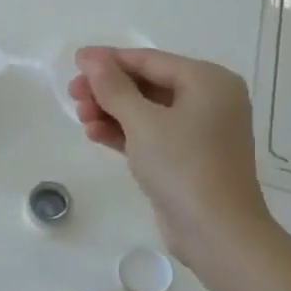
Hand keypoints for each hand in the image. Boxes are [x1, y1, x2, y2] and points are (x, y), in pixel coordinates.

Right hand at [69, 47, 276, 270]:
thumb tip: (90, 57)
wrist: (217, 233)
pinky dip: (125, 133)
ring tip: (81, 118)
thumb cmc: (183, 166)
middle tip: (73, 95)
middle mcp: (209, 100)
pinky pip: (151, 134)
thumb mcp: (142, 121)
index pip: (150, 60)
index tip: (74, 62)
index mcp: (208, 81)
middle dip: (108, 90)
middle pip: (148, 84)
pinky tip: (95, 134)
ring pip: (147, 111)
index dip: (110, 60)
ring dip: (112, 112)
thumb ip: (113, 86)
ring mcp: (200, 132)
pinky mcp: (188, 158)